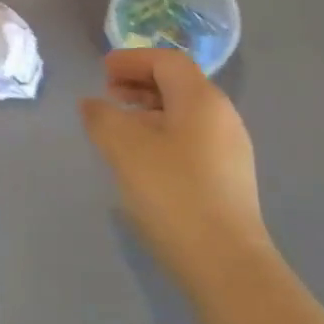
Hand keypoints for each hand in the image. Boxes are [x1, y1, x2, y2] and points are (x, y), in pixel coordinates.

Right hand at [80, 48, 271, 291]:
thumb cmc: (172, 193)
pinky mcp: (230, 179)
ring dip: (150, 111)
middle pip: (179, 85)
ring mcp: (230, 149)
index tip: (103, 71)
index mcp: (202, 99)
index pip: (167, 61)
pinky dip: (164, 135)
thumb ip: (103, 118)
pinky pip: (192, 140)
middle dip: (141, 84)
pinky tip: (144, 160)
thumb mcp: (125, 149)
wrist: (225, 263)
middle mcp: (223, 116)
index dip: (133, 60)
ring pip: (185, 114)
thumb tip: (92, 104)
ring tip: (120, 127)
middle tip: (108, 94)